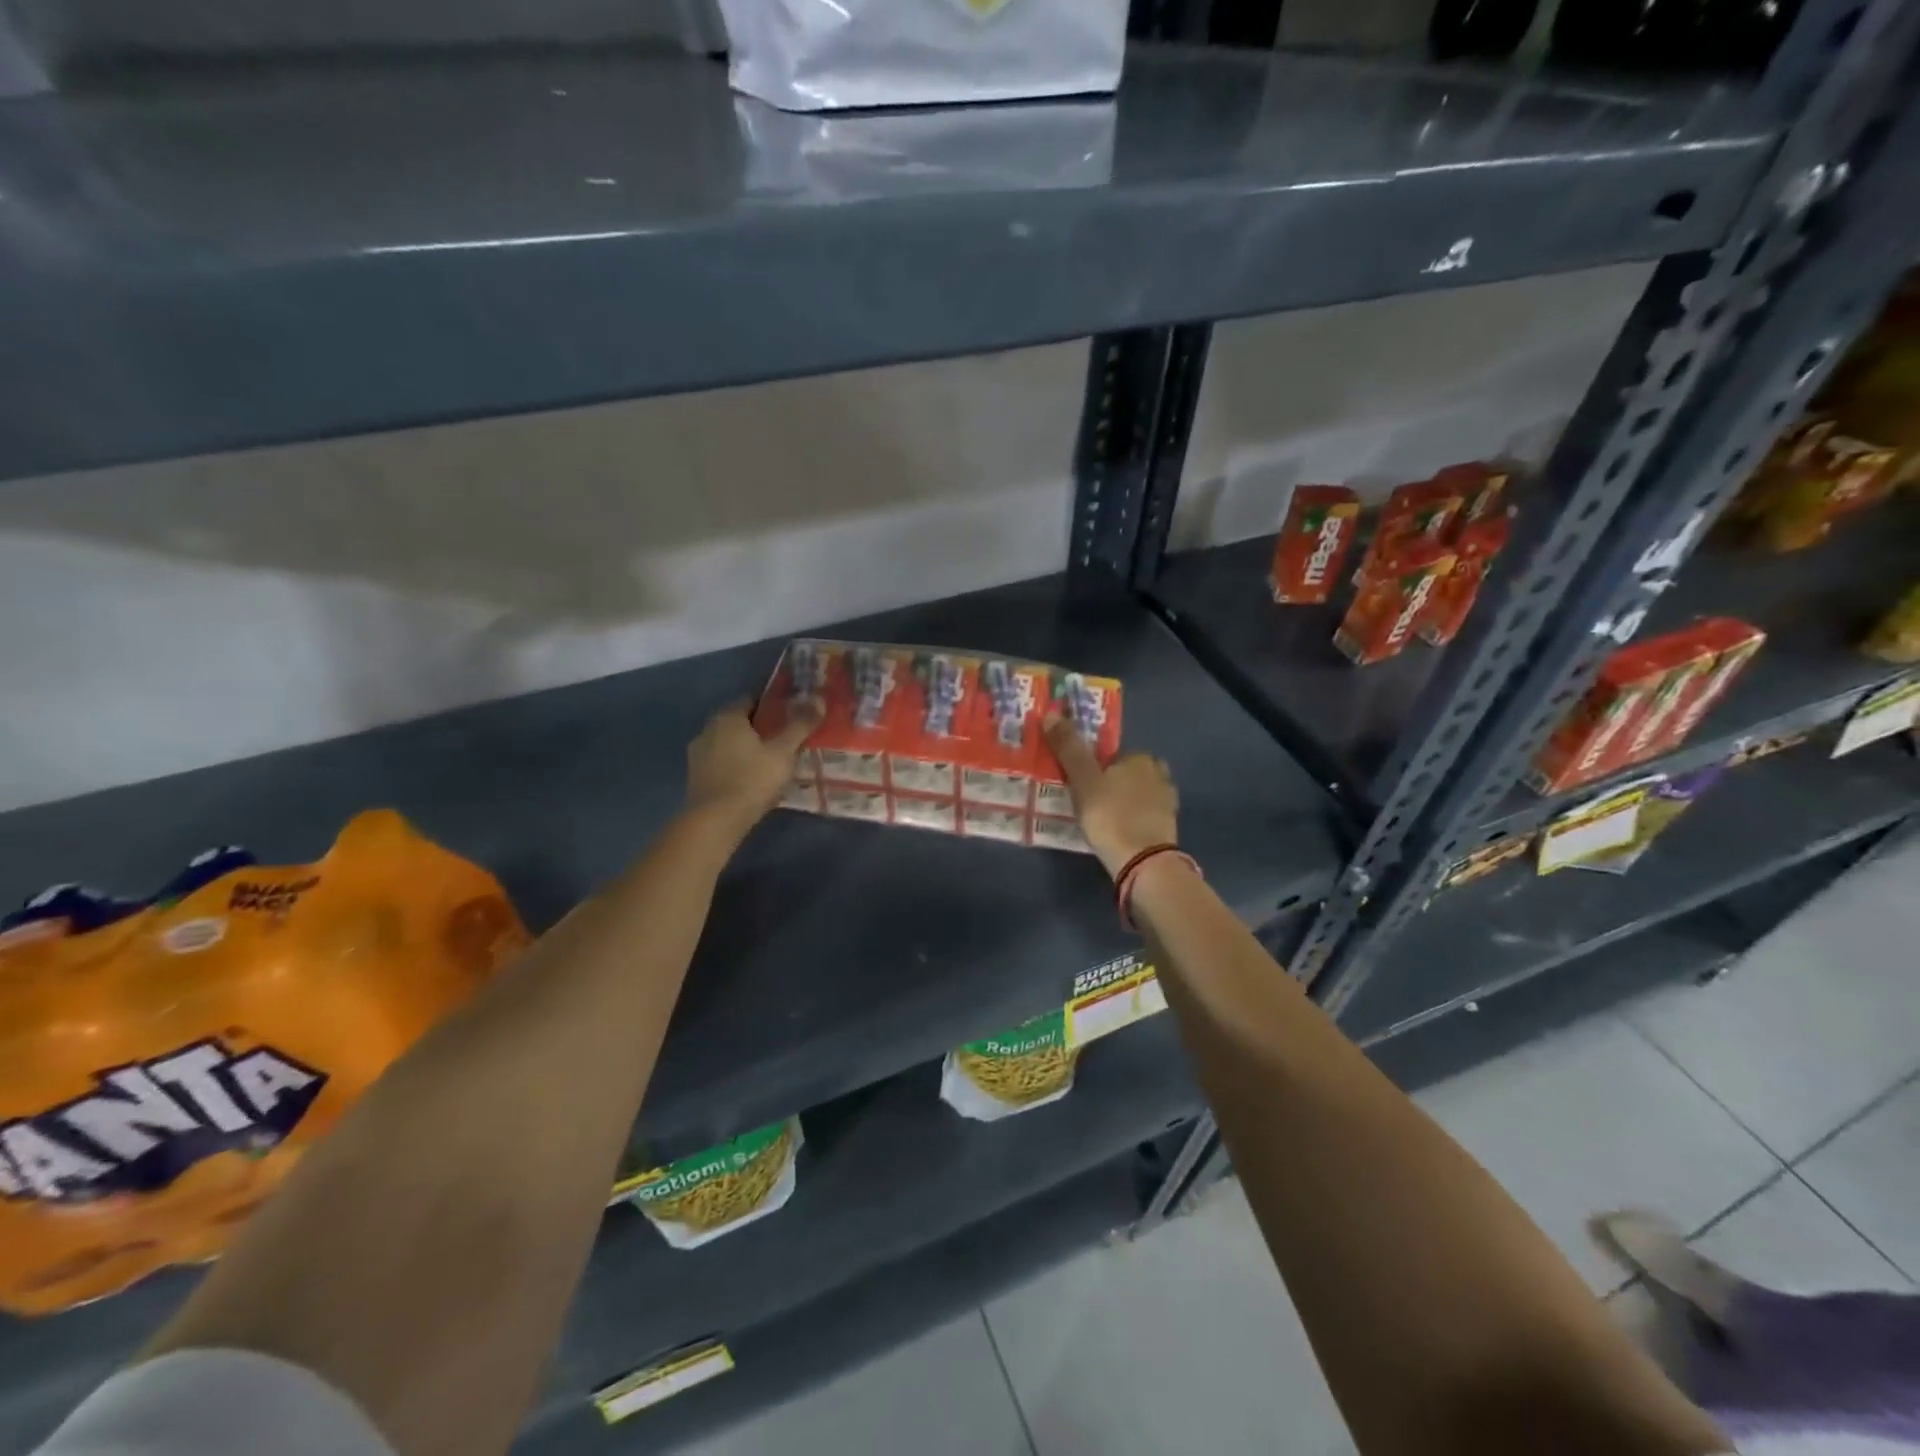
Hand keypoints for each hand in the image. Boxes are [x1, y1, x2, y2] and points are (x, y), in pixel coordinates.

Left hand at [685, 698, 819, 842]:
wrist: (715, 821)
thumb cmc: (751, 780)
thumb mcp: (783, 752)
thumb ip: (800, 725)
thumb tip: (819, 699)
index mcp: (728, 717)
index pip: (751, 699)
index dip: (772, 705)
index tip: (791, 715)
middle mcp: (708, 729)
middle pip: (739, 721)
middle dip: (760, 728)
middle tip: (785, 739)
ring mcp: (698, 754)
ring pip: (728, 743)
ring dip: (746, 748)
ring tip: (771, 761)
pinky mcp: (696, 776)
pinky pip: (721, 762)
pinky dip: (735, 764)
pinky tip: (751, 779)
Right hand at [1044, 712, 1178, 878]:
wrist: (1142, 862)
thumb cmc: (1110, 815)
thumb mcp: (1083, 780)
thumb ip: (1068, 748)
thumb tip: (1051, 712)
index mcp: (1141, 758)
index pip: (1115, 754)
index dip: (1097, 766)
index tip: (1082, 782)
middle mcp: (1160, 774)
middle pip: (1129, 773)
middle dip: (1113, 783)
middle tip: (1089, 801)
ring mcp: (1167, 803)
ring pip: (1139, 795)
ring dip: (1124, 802)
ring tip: (1102, 818)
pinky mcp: (1168, 828)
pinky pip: (1145, 815)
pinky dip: (1133, 819)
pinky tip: (1118, 832)